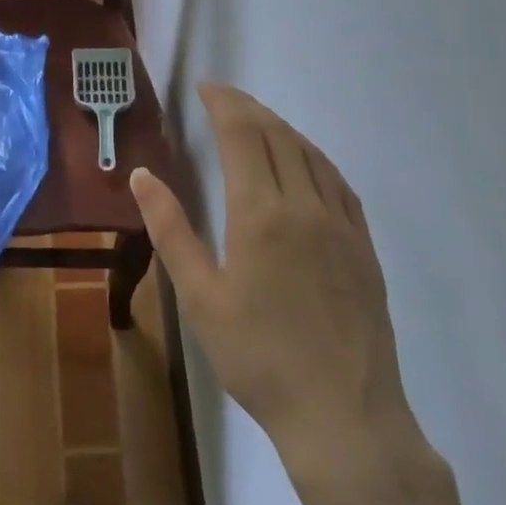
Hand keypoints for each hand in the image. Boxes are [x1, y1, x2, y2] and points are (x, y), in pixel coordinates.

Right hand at [129, 85, 430, 473]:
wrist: (344, 416)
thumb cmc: (258, 358)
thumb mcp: (200, 297)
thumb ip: (170, 230)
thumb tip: (142, 175)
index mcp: (260, 213)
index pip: (242, 134)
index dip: (223, 103)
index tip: (204, 88)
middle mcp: (304, 205)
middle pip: (277, 135)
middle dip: (247, 108)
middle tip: (222, 99)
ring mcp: (341, 224)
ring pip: (310, 153)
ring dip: (280, 127)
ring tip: (256, 121)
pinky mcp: (363, 246)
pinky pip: (339, 182)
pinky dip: (314, 157)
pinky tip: (305, 163)